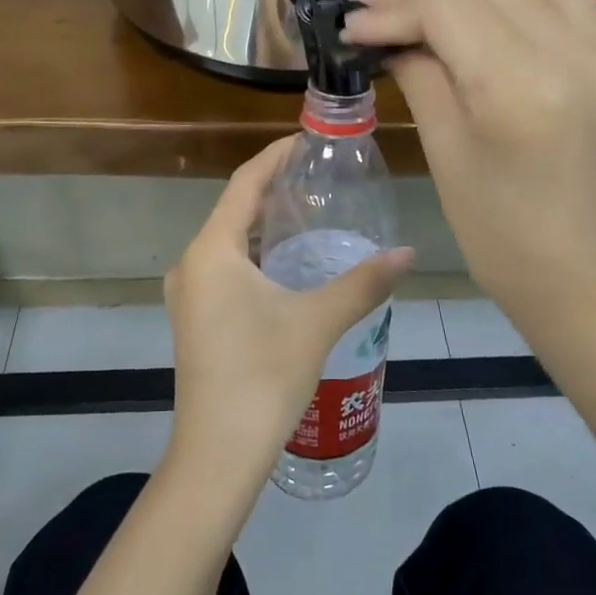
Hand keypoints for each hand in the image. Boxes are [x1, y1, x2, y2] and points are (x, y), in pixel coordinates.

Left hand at [163, 138, 412, 490]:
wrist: (217, 453)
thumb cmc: (263, 376)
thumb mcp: (317, 321)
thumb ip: (363, 282)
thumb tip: (408, 252)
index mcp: (212, 251)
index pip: (244, 184)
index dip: (274, 157)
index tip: (306, 141)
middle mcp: (191, 263)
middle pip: (234, 209)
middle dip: (273, 189)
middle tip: (318, 176)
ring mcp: (188, 293)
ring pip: (228, 241)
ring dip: (264, 224)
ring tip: (308, 213)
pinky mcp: (195, 318)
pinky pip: (224, 267)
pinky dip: (254, 254)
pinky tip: (286, 264)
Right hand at [343, 0, 595, 334]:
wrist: (579, 270)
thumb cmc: (495, 228)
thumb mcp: (443, 147)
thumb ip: (417, 69)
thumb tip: (383, 24)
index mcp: (522, 86)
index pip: (445, 0)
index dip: (392, 4)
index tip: (354, 22)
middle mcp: (576, 50)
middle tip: (383, 12)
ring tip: (438, 1)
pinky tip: (484, 19)